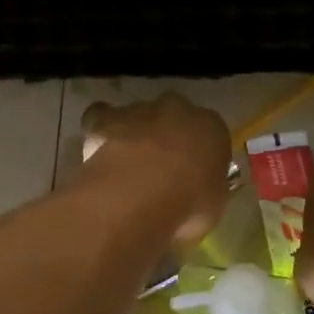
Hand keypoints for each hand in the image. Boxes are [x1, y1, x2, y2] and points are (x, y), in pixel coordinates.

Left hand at [78, 94, 231, 244]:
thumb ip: (207, 189)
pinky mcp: (106, 117)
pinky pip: (102, 117)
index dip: (200, 154)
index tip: (193, 175)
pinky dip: (101, 130)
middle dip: (167, 137)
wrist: (140, 193)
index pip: (211, 134)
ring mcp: (139, 109)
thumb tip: (198, 193)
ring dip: (134, 134)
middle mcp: (177, 109)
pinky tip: (100, 150)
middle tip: (160, 169)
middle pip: (174, 118)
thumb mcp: (213, 205)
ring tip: (126, 167)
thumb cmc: (188, 204)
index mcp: (212, 127)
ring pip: (138, 116)